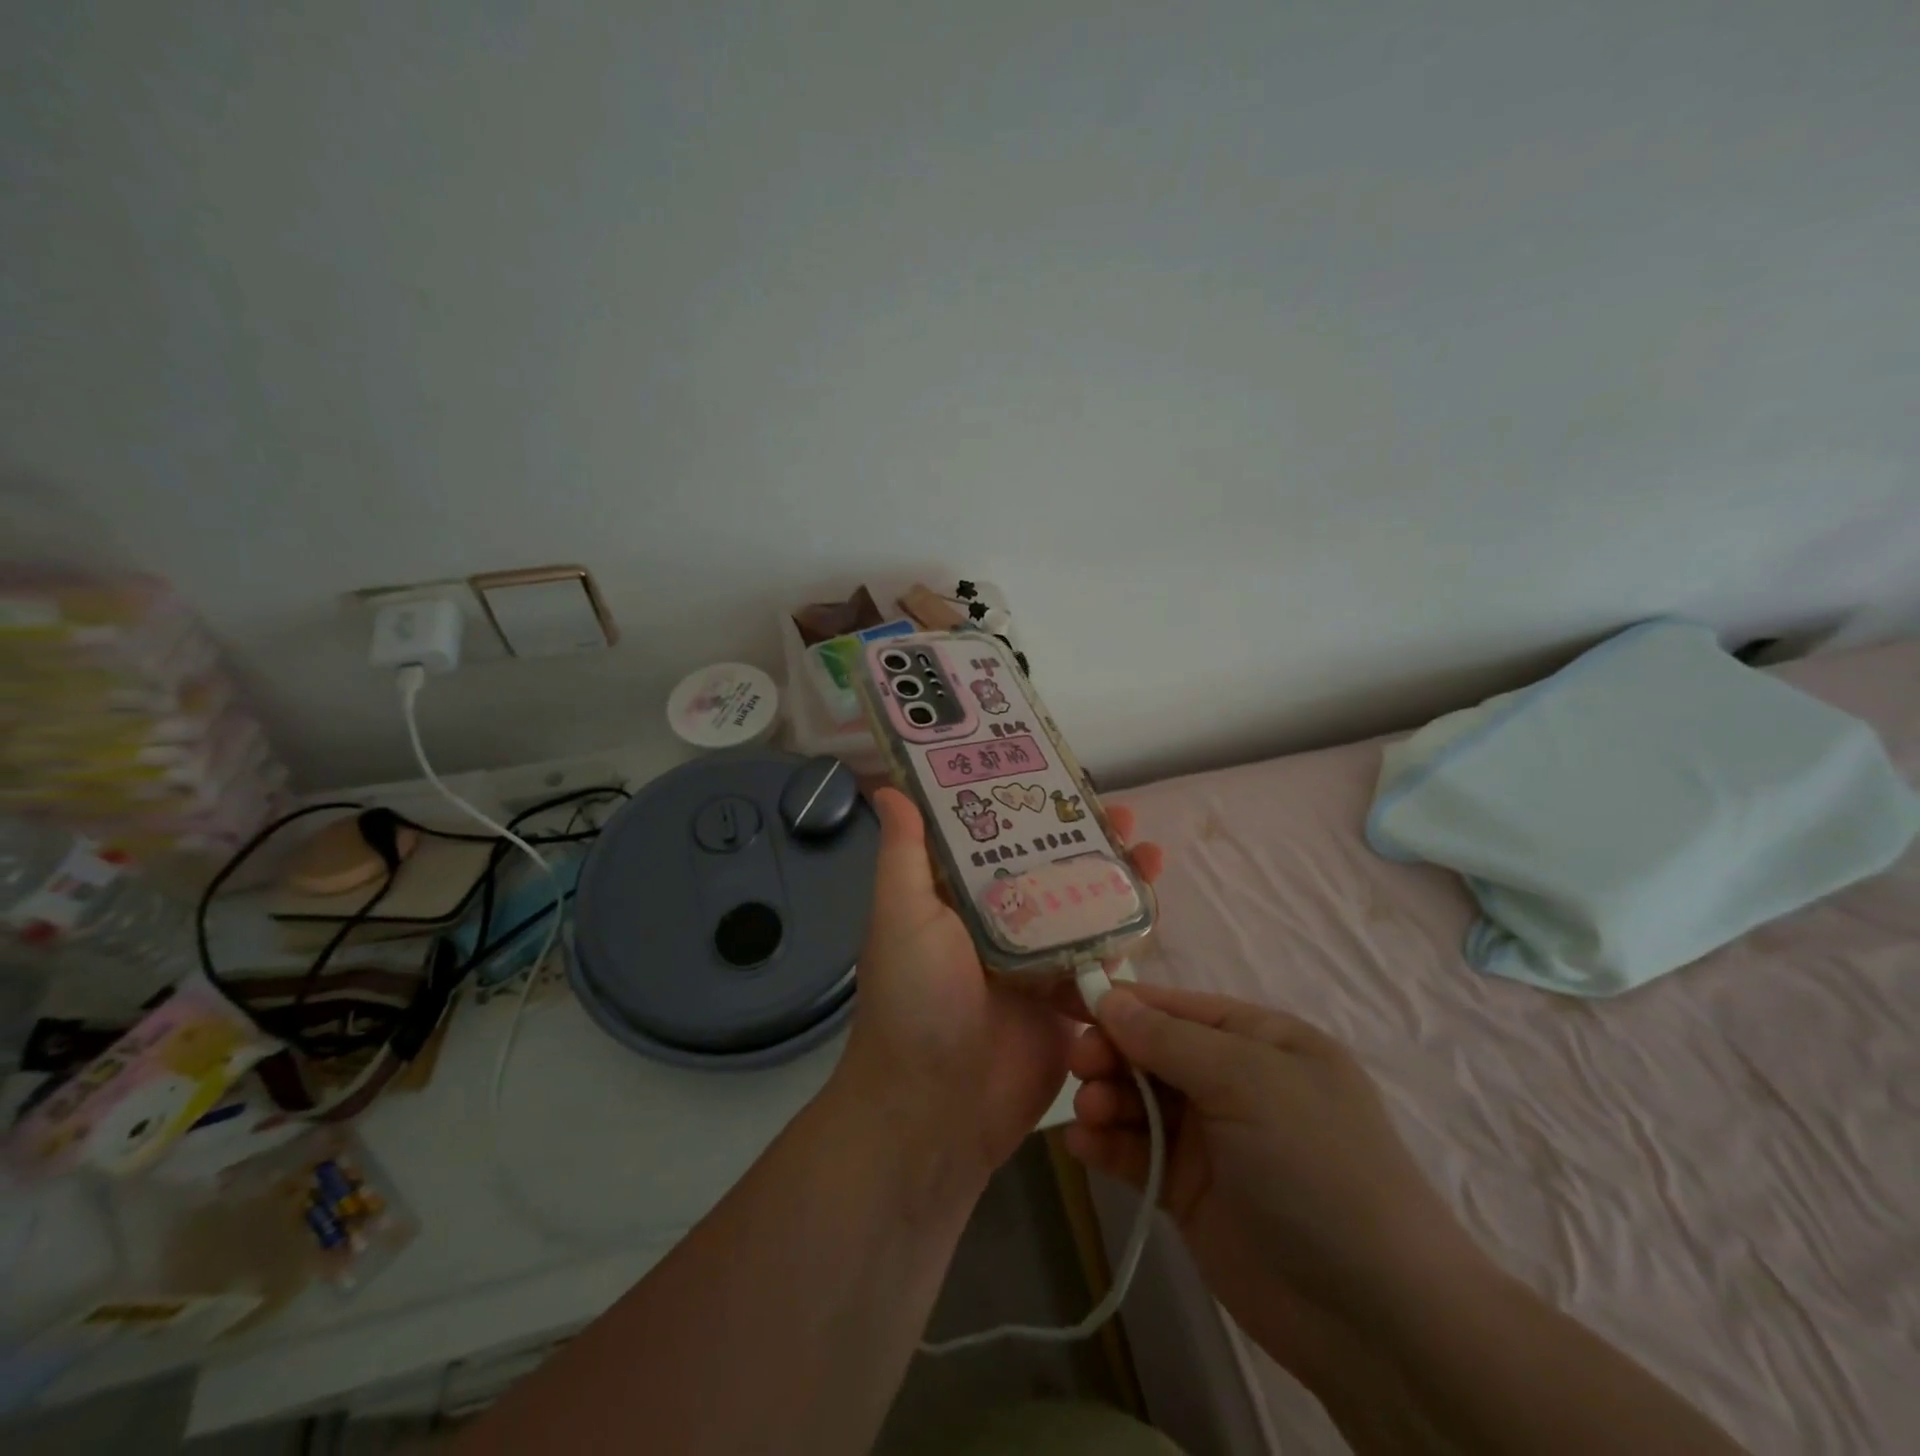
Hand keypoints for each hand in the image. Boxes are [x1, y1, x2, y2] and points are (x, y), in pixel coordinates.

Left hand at [832, 787, 1163, 1187]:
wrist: (936, 1111)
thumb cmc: (914, 1001)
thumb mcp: (901, 916)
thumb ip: (906, 855)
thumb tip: (888, 789)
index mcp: (958, 899)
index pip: (997, 839)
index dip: (1027, 807)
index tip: (1060, 777)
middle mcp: (999, 924)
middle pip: (1048, 869)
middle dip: (1083, 840)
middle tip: (1121, 811)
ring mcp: (1037, 964)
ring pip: (1082, 908)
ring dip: (1114, 878)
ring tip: (1150, 849)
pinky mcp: (1067, 1003)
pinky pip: (1101, 959)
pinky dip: (1126, 931)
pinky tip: (1152, 904)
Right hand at [1067, 985, 1489, 1378]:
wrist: (1374, 1316)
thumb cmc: (1315, 1164)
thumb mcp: (1247, 1081)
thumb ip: (1169, 1039)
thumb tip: (1109, 998)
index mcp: (1261, 1040)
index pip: (1178, 1007)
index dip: (1125, 1003)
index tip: (1071, 1002)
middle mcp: (1235, 1081)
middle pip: (1153, 1051)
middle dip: (1113, 1053)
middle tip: (1079, 1066)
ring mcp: (1212, 1138)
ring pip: (1140, 1101)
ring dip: (1106, 1099)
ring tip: (1087, 1113)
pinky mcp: (1191, 1191)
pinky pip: (1138, 1153)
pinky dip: (1109, 1145)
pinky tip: (1083, 1146)